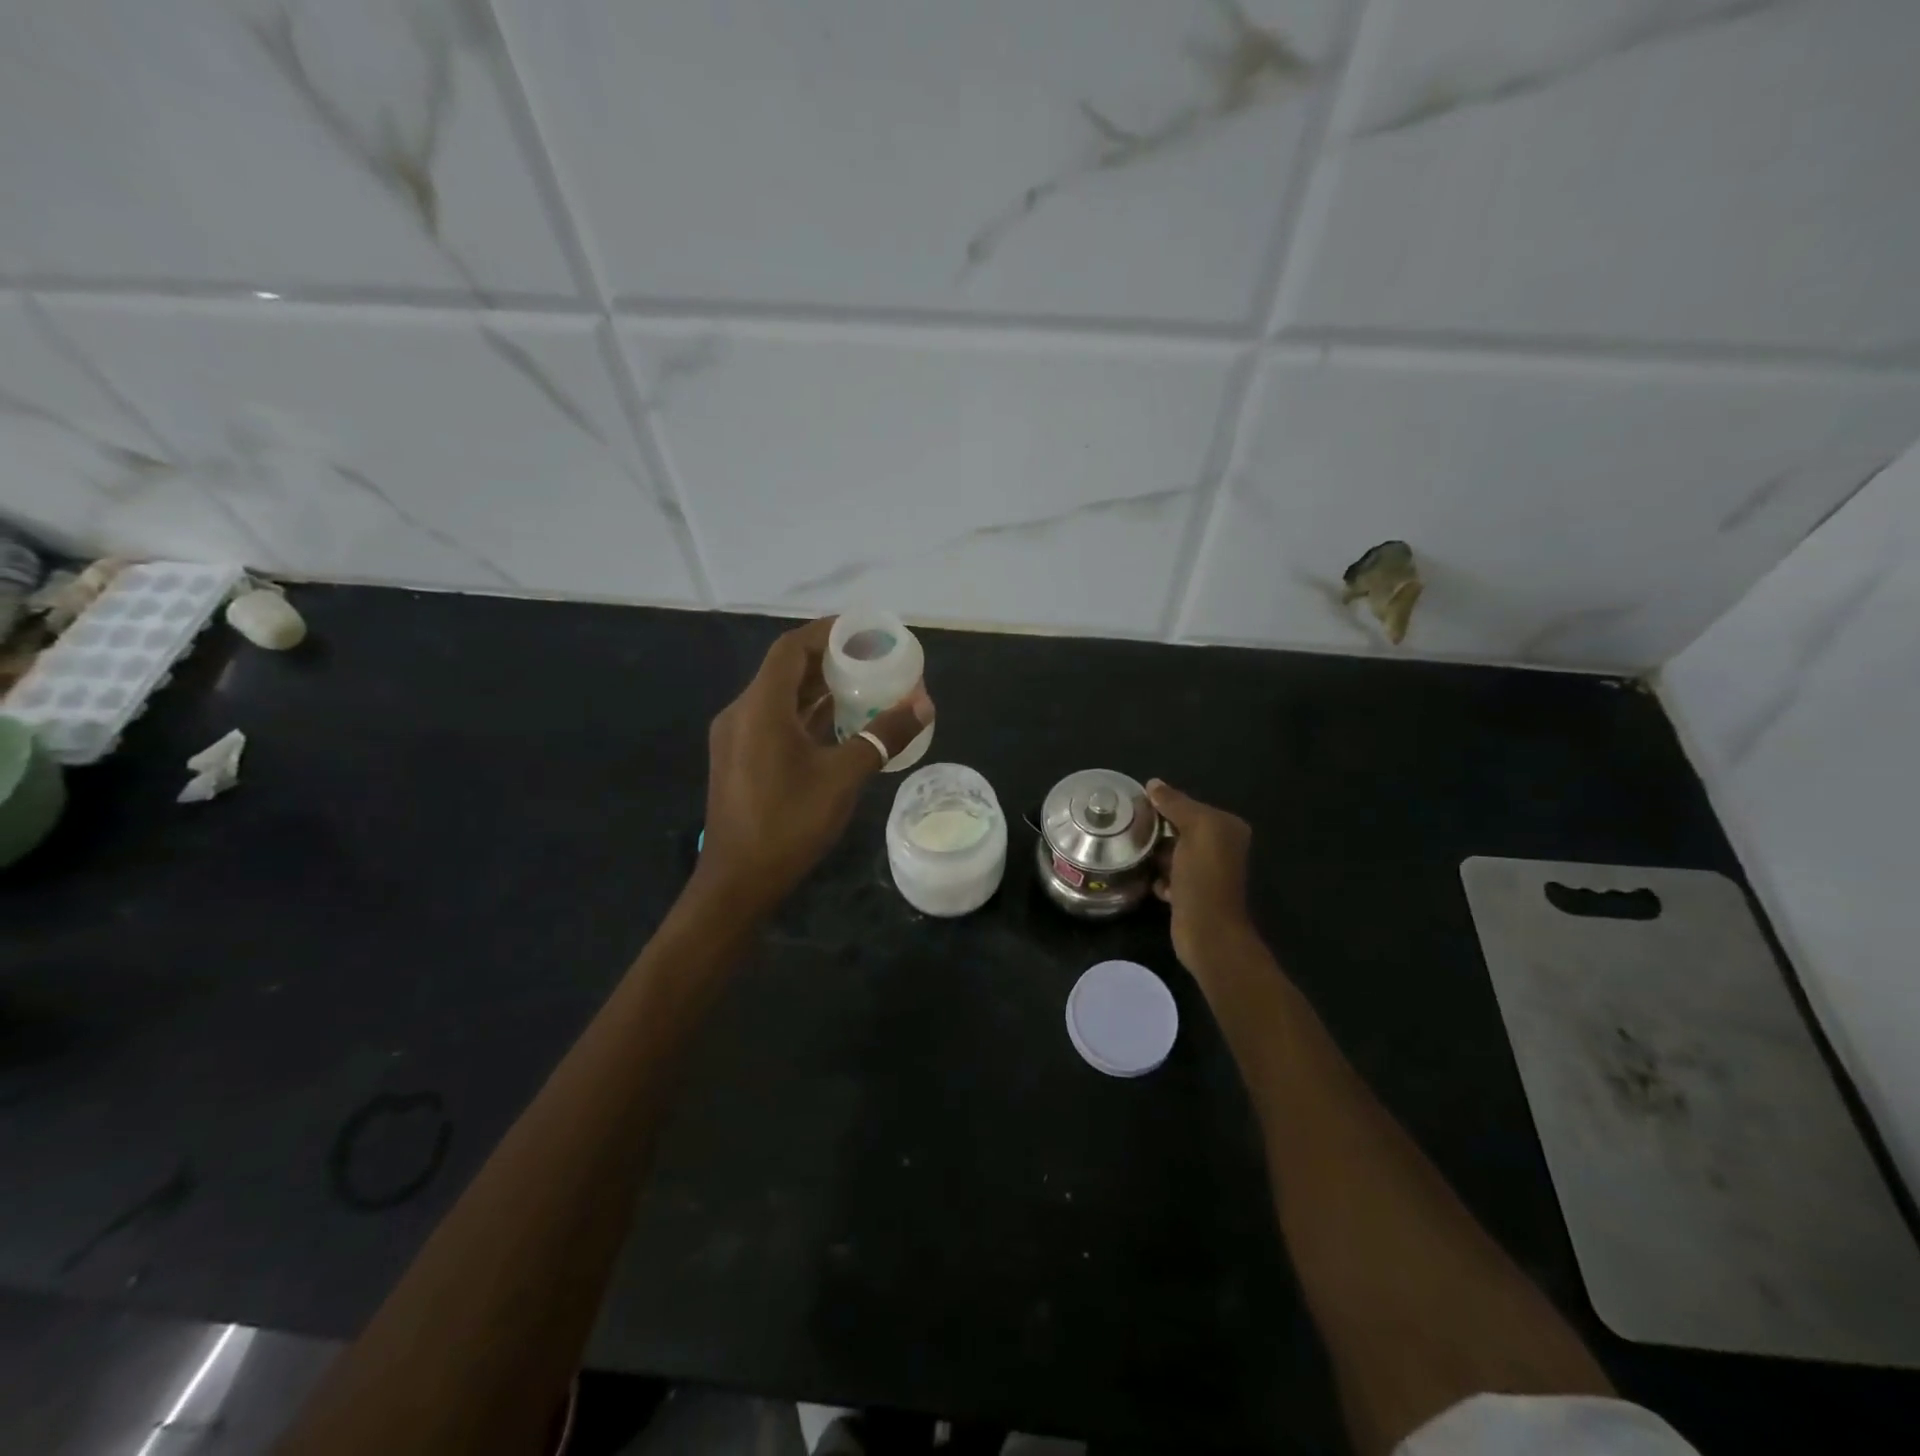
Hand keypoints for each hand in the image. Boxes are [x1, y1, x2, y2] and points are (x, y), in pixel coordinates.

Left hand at [696, 618, 932, 917]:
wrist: (738, 882)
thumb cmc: (789, 823)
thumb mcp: (844, 777)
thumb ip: (883, 735)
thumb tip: (924, 704)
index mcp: (761, 707)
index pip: (791, 649)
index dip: (827, 633)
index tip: (863, 632)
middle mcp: (742, 713)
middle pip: (785, 670)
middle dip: (829, 661)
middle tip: (872, 659)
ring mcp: (737, 738)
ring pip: (780, 698)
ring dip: (818, 689)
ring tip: (863, 687)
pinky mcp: (739, 760)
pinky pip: (774, 721)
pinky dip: (805, 715)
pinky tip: (837, 725)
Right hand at [1146, 779, 1254, 972]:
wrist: (1207, 932)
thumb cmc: (1204, 876)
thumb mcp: (1195, 829)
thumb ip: (1176, 804)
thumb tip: (1153, 784)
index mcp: (1226, 827)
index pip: (1189, 805)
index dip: (1162, 804)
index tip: (1134, 806)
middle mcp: (1219, 847)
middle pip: (1178, 828)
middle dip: (1155, 829)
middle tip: (1127, 828)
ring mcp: (1204, 872)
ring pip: (1170, 852)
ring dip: (1152, 853)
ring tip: (1130, 851)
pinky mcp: (1189, 893)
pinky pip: (1166, 875)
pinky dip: (1156, 877)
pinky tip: (1145, 879)